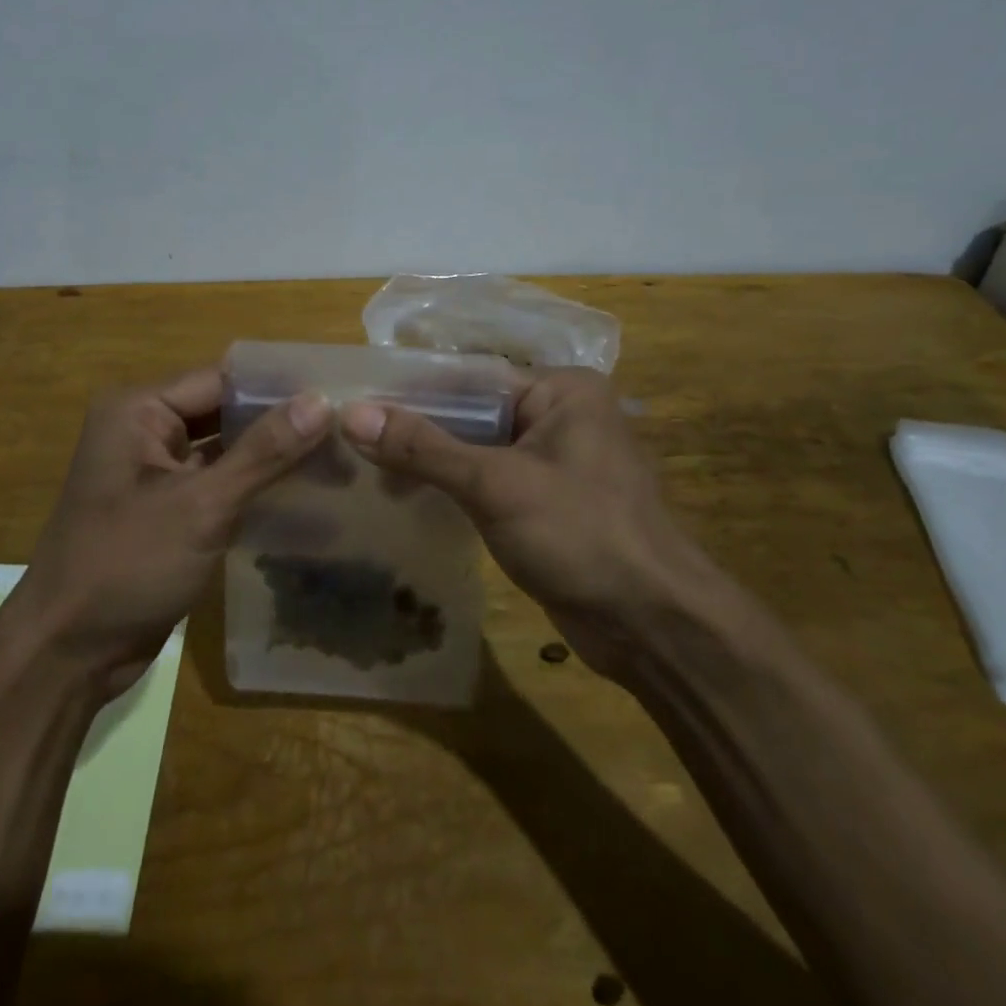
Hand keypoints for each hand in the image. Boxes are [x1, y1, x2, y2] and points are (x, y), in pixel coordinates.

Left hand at [11, 367, 330, 697]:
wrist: (67, 655)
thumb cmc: (126, 565)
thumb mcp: (200, 506)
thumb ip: (263, 452)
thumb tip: (321, 400)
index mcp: (139, 411)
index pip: (221, 380)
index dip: (278, 387)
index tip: (338, 393)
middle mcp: (145, 430)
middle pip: (224, 412)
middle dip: (280, 422)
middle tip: (347, 427)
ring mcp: (156, 472)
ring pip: (226, 449)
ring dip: (272, 456)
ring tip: (339, 456)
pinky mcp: (169, 510)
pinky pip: (219, 483)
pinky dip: (255, 486)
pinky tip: (306, 493)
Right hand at [341, 368, 716, 675]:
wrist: (653, 627)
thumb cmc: (580, 535)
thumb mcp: (494, 485)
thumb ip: (422, 448)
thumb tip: (351, 414)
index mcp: (561, 390)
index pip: (470, 378)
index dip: (412, 391)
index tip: (355, 402)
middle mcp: (560, 416)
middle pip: (472, 413)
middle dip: (417, 431)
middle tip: (352, 441)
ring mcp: (555, 462)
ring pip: (477, 450)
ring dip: (430, 462)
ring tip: (367, 472)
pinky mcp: (547, 503)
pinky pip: (489, 482)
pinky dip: (453, 488)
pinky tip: (408, 497)